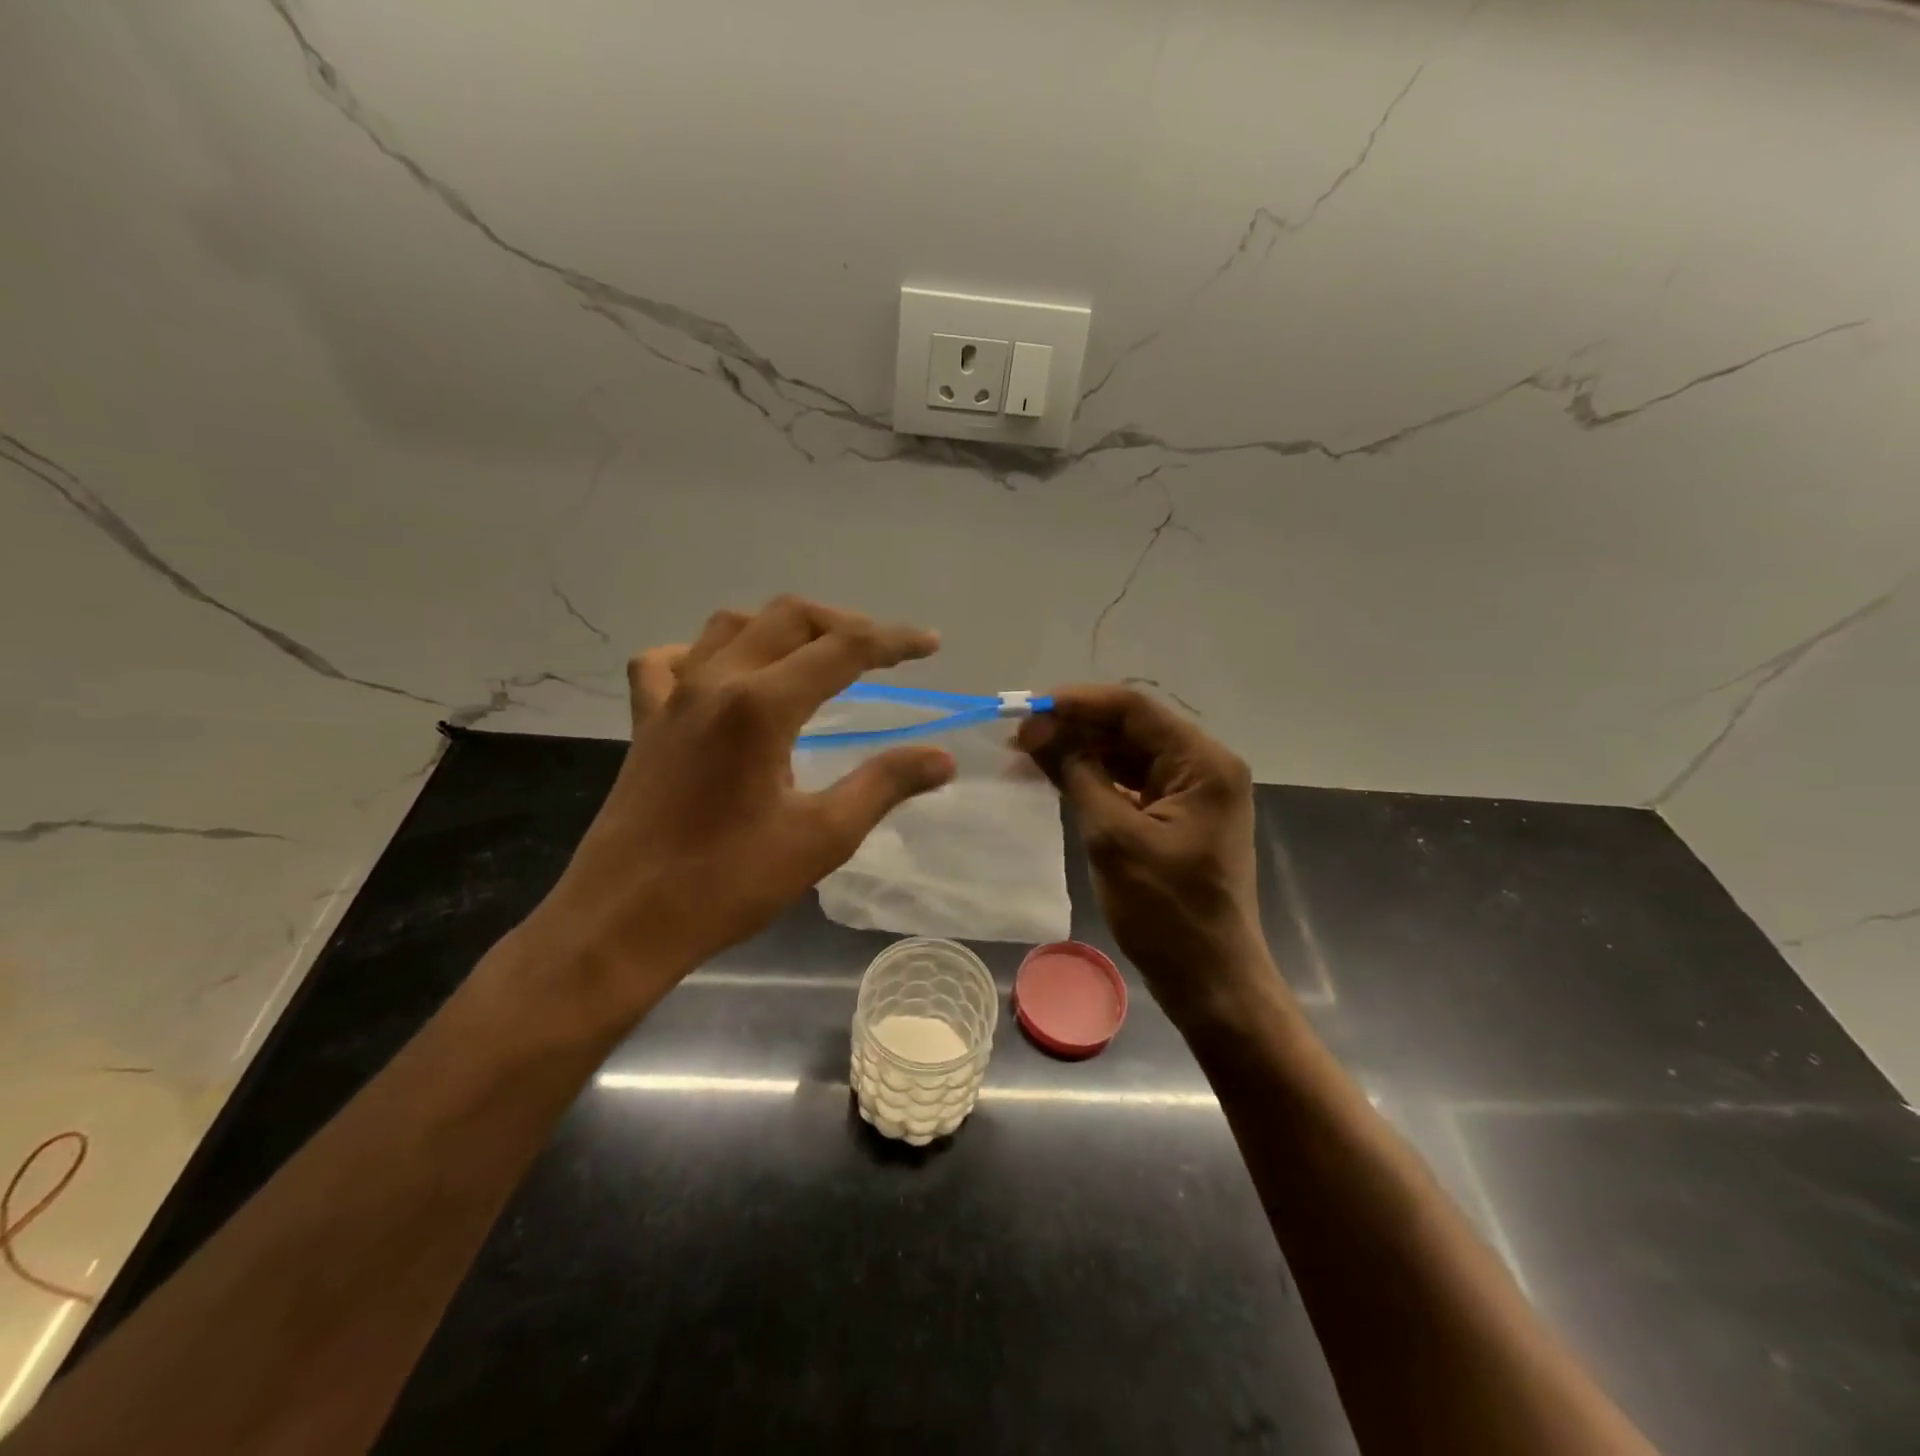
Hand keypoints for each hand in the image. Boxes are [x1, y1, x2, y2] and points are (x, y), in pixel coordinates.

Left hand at [525, 597, 956, 1014]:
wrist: (622, 924)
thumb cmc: (727, 884)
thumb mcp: (822, 837)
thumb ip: (884, 785)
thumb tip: (942, 759)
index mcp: (760, 705)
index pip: (842, 648)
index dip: (893, 641)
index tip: (931, 645)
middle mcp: (714, 682)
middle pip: (788, 618)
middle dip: (845, 624)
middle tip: (885, 651)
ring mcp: (671, 698)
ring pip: (731, 626)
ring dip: (783, 628)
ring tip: (818, 655)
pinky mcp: (645, 722)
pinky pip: (669, 661)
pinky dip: (704, 653)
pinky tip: (724, 677)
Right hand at [1017, 685, 1280, 1030]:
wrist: (1210, 979)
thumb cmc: (1166, 911)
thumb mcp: (1113, 837)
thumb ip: (1076, 773)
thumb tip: (1035, 729)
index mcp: (1203, 763)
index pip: (1135, 709)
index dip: (1079, 702)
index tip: (1029, 709)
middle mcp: (1204, 766)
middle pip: (1133, 728)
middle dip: (1076, 728)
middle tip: (1020, 739)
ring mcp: (1193, 792)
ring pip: (1130, 754)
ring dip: (1082, 752)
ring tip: (1029, 757)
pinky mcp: (1179, 816)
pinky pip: (1133, 782)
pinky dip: (1097, 778)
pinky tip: (1059, 779)